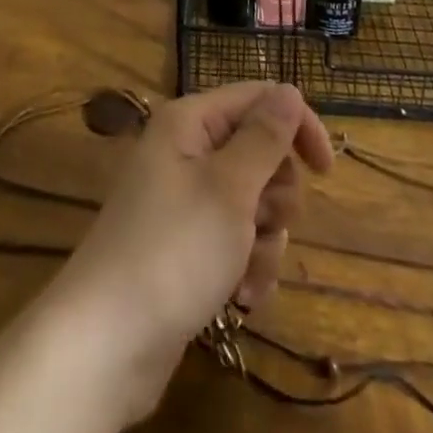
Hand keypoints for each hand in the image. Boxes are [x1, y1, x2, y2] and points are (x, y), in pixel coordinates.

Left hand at [49, 82, 333, 420]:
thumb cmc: (174, 250)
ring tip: (242, 273)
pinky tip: (238, 298)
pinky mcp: (188, 245)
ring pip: (254, 203)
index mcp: (190, 122)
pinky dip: (246, 266)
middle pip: (260, 154)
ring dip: (263, 241)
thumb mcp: (230, 188)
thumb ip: (265, 137)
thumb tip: (290, 90)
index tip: (326, 171)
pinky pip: (236, 241)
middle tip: (261, 223)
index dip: (296, 126)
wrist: (107, 342)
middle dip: (274, 196)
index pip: (258, 99)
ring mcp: (185, 201)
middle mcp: (186, 151)